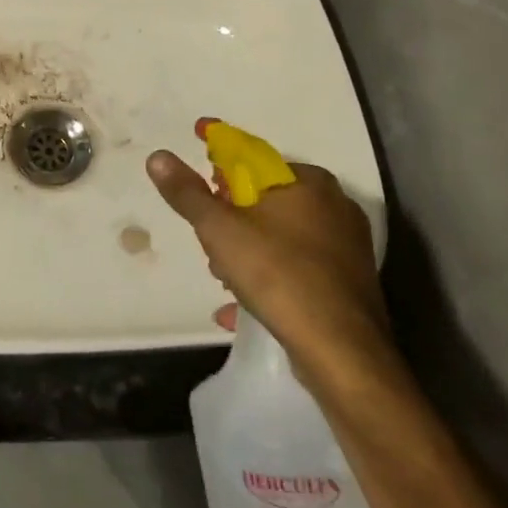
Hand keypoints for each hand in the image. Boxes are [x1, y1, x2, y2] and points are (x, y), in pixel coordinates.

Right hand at [146, 145, 390, 385]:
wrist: (342, 352)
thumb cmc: (278, 275)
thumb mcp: (219, 230)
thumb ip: (187, 193)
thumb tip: (158, 156)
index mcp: (307, 181)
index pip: (252, 157)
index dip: (218, 157)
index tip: (198, 158)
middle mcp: (334, 205)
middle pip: (265, 199)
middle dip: (231, 215)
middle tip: (208, 238)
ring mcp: (346, 246)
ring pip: (281, 235)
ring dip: (246, 250)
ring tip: (223, 277)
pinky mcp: (350, 283)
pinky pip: (297, 267)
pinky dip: (269, 277)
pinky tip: (243, 304)